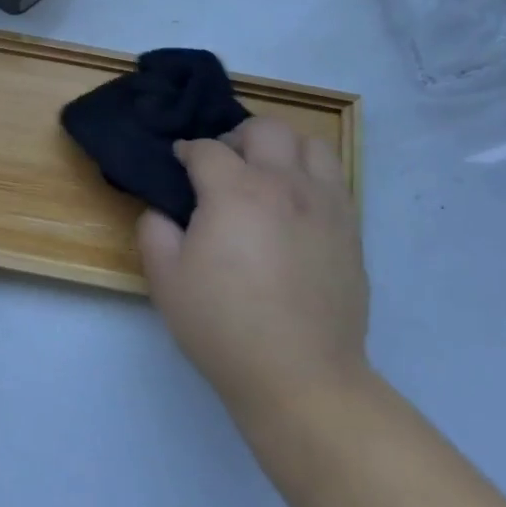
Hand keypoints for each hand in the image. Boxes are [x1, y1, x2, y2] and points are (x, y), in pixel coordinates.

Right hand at [137, 117, 369, 423]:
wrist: (300, 376)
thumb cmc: (223, 326)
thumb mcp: (166, 281)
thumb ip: (155, 233)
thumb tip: (162, 211)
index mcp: (236, 192)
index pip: (208, 149)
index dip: (187, 151)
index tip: (178, 162)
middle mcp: (285, 185)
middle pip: (265, 130)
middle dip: (237, 137)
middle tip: (224, 165)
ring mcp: (326, 206)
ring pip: (311, 145)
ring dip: (283, 149)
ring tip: (267, 176)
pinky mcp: (350, 231)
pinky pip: (335, 180)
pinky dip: (311, 177)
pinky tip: (295, 207)